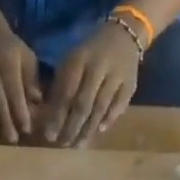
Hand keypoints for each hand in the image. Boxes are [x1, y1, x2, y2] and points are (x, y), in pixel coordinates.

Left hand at [41, 20, 141, 144]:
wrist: (124, 34)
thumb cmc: (89, 52)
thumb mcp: (70, 61)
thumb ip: (60, 86)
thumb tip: (49, 117)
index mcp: (79, 60)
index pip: (66, 94)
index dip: (57, 116)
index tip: (49, 136)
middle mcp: (99, 68)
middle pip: (83, 104)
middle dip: (72, 127)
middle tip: (63, 145)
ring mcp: (117, 76)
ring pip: (101, 107)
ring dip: (88, 129)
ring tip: (78, 145)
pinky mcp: (131, 83)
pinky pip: (120, 105)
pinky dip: (109, 119)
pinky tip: (99, 131)